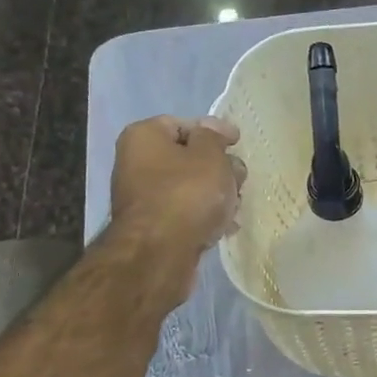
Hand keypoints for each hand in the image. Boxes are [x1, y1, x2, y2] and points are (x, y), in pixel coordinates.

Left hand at [109, 114, 245, 264]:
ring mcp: (143, 197)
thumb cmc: (187, 194)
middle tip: (240, 179)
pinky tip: (225, 226)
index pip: (183, 124)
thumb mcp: (210, 156)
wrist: (160, 252)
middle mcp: (136, 162)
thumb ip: (214, 137)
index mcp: (144, 136)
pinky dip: (204, 215)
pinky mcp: (153, 226)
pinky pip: (184, 212)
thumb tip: (213, 129)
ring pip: (188, 187)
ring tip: (238, 206)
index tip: (237, 142)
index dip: (213, 131)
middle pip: (186, 157)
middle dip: (218, 167)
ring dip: (216, 194)